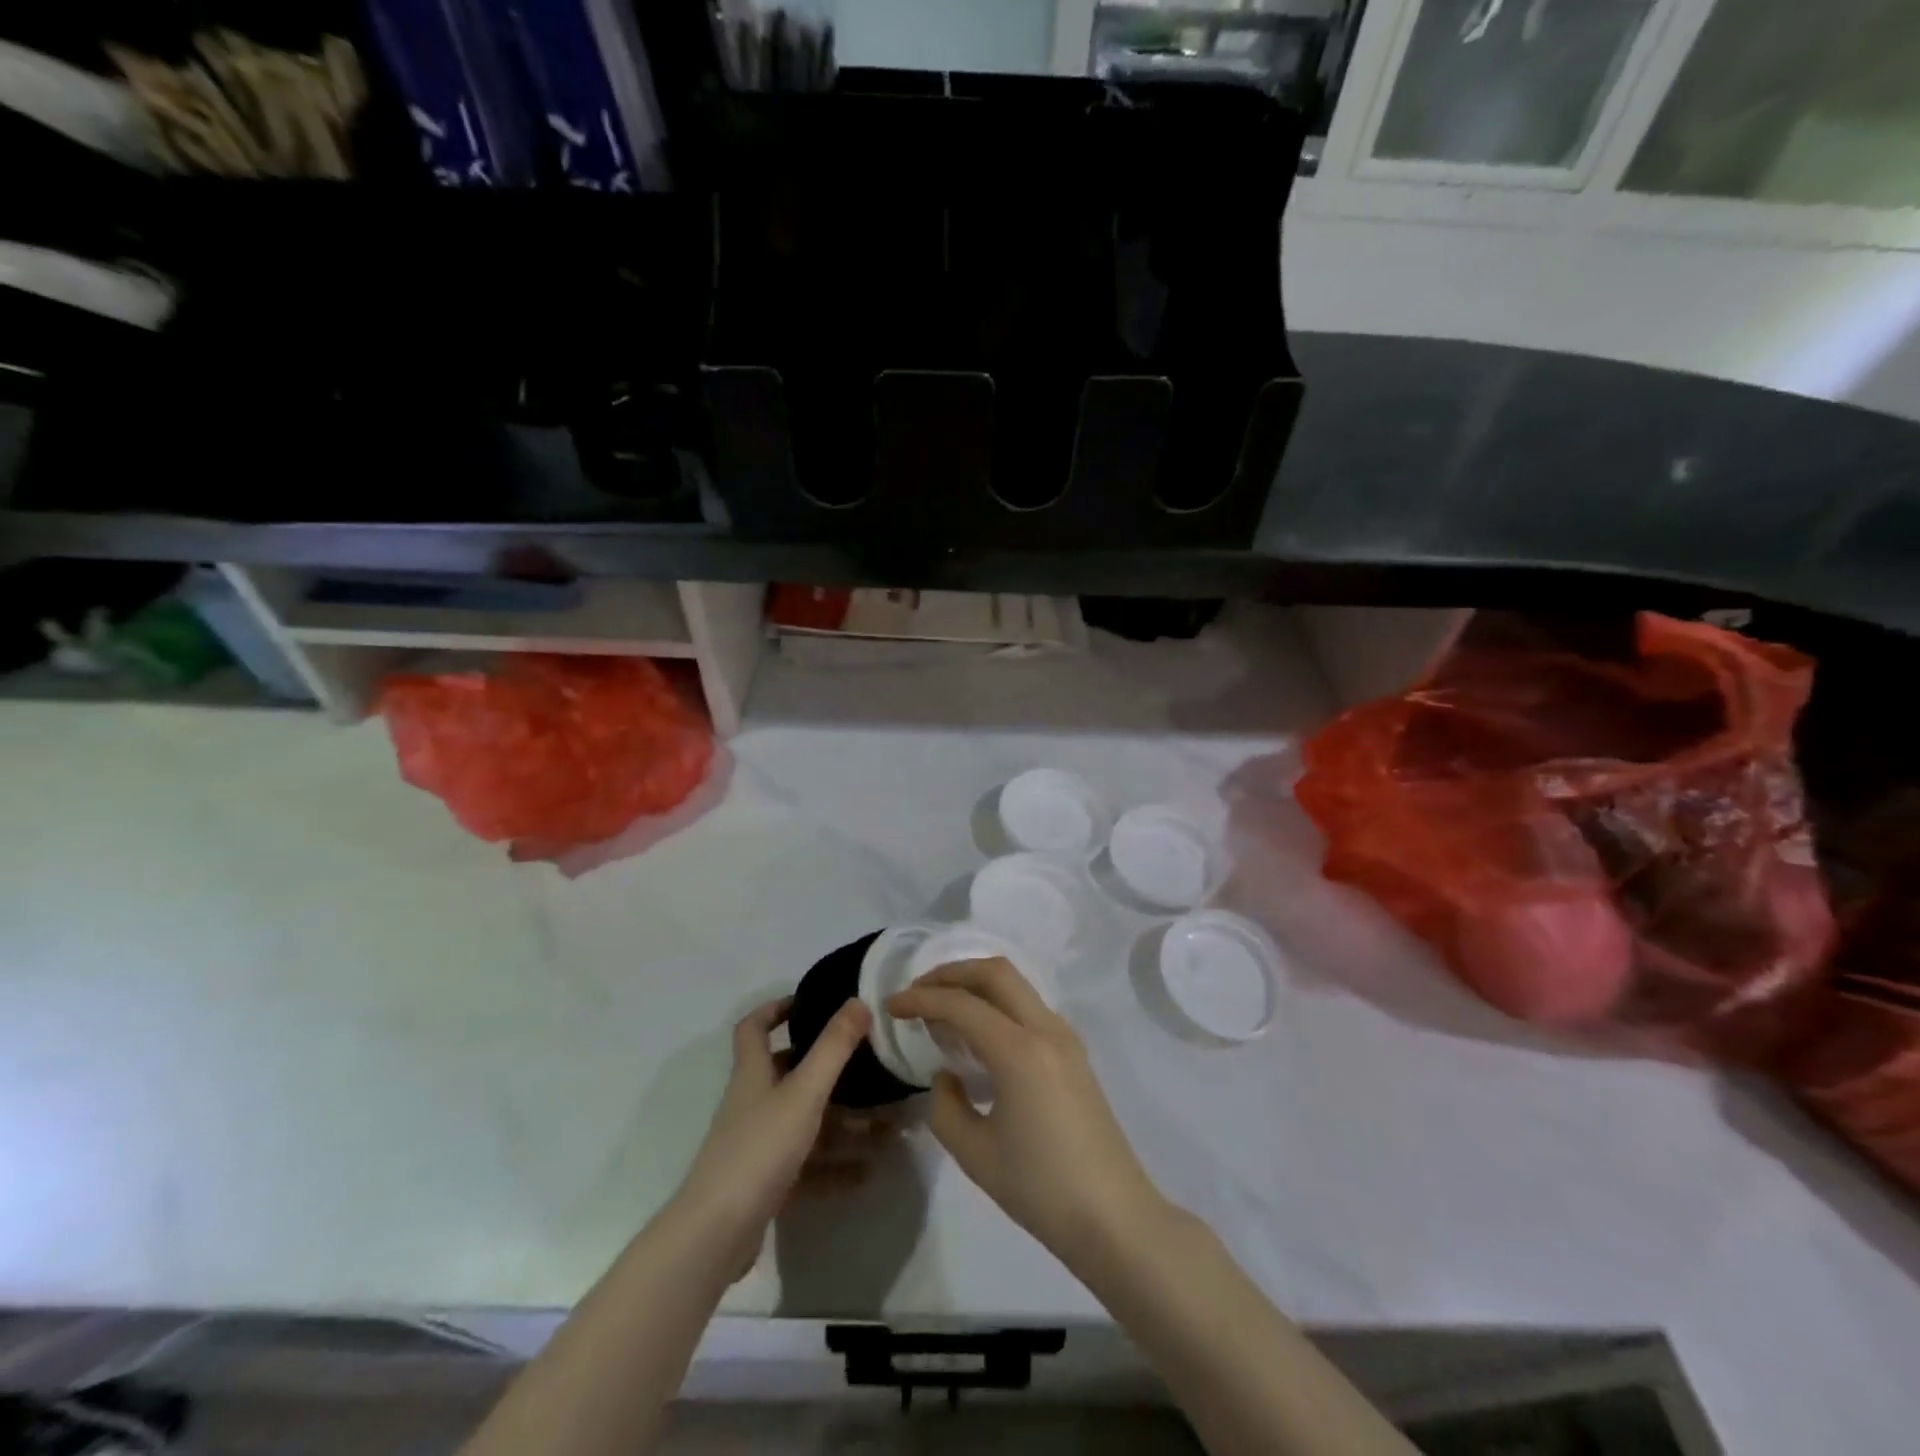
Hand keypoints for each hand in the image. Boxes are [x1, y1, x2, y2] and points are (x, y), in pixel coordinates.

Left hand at [674, 996, 872, 1278]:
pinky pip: (808, 1165)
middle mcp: (753, 1103)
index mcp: (753, 1073)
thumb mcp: (803, 1092)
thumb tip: (858, 1000)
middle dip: (830, 1070)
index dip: (777, 1009)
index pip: (755, 1027)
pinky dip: (836, 1166)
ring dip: (845, 1123)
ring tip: (887, 1125)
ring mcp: (758, 1146)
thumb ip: (833, 1048)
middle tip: (869, 1065)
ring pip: (806, 1123)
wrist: (715, 1234)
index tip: (811, 1002)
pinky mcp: (766, 1184)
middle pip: (789, 1074)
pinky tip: (868, 1172)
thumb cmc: (758, 1149)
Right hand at [888, 958, 1168, 1258]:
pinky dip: (997, 1004)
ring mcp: (1065, 1038)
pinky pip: (1029, 1008)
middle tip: (918, 992)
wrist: (1115, 1218)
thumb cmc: (1041, 1189)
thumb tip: (947, 1076)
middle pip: (995, 972)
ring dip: (976, 985)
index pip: (961, 1004)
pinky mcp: (1074, 1053)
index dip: (921, 1000)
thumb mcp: (976, 1154)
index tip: (891, 1006)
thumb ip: (946, 1106)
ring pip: (1016, 985)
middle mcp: (1045, 1029)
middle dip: (951, 973)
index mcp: (1019, 1049)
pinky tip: (978, 1034)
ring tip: (943, 1009)